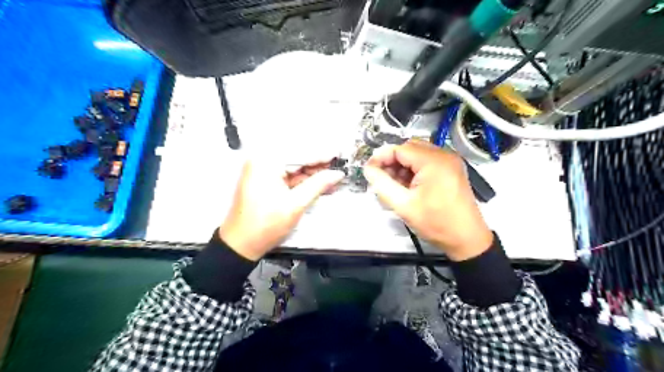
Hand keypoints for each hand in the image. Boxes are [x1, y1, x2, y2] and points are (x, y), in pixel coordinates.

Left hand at [219, 160, 345, 261]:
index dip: (323, 155)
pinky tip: (319, 185)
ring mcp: (262, 171)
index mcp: (266, 162)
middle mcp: (262, 161)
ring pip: (294, 168)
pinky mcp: (264, 181)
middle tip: (338, 169)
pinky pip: (287, 176)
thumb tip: (336, 174)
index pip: (301, 153)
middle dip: (318, 166)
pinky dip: (302, 181)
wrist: (241, 245)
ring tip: (332, 179)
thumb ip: (318, 185)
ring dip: (312, 174)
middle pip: (297, 159)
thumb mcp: (296, 204)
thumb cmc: (263, 226)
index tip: (338, 155)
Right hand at [362, 140, 491, 261]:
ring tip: (395, 186)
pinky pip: (427, 162)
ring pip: (417, 155)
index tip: (369, 172)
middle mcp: (444, 155)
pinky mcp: (452, 170)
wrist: (466, 239)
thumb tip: (368, 169)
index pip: (400, 149)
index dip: (381, 158)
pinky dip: (414, 170)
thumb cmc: (435, 223)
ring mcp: (450, 162)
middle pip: (409, 149)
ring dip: (402, 167)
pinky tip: (408, 186)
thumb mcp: (403, 205)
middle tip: (382, 180)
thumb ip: (382, 184)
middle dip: (392, 162)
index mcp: (434, 161)